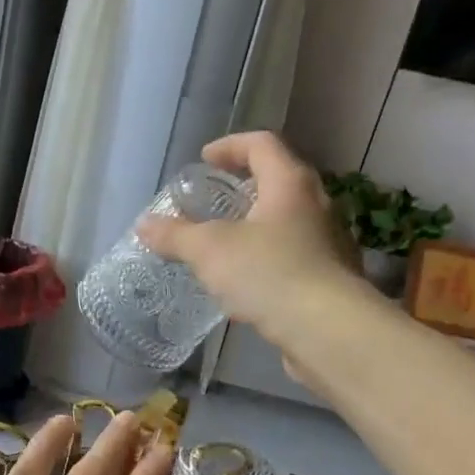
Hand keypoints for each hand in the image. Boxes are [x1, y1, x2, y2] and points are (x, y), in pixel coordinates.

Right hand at [136, 131, 371, 342]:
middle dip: (245, 185)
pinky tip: (248, 283)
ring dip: (258, 224)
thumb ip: (175, 235)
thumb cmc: (269, 274)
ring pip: (289, 220)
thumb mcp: (209, 251)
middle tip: (216, 198)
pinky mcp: (331, 277)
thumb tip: (143, 225)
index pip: (261, 144)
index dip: (230, 146)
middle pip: (280, 179)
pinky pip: (295, 255)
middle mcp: (316, 204)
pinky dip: (269, 257)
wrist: (327, 329)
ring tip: (227, 243)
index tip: (205, 159)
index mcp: (289, 184)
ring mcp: (329, 242)